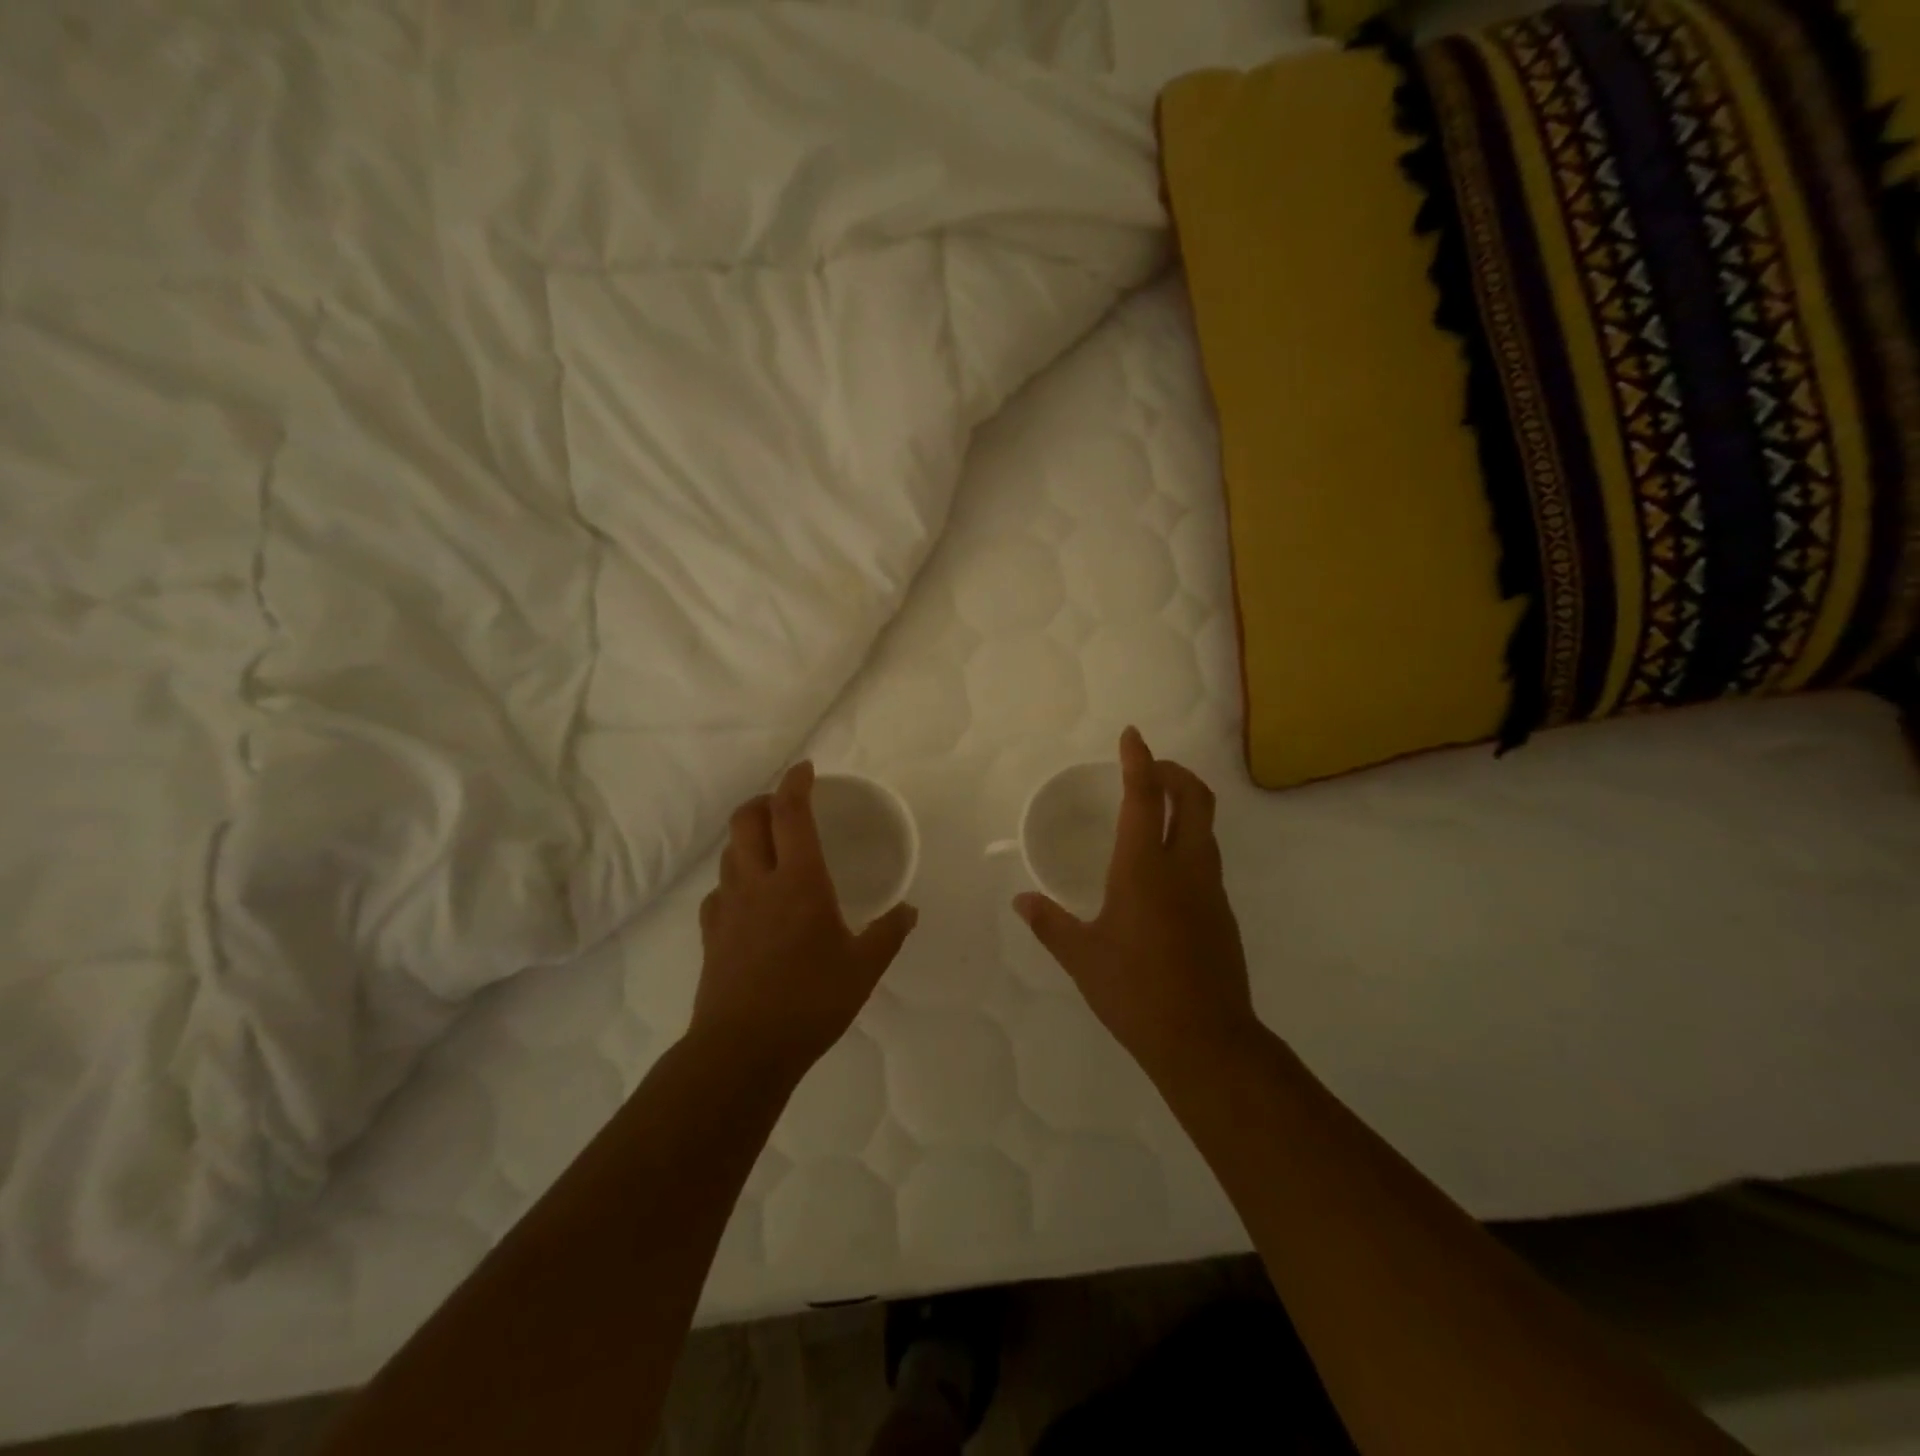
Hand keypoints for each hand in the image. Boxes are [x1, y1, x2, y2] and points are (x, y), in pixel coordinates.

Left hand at [695, 761, 918, 1079]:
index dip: (796, 783)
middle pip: (746, 819)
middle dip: (763, 800)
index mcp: (799, 881)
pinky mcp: (711, 933)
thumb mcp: (864, 968)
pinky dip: (734, 878)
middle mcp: (758, 882)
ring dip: (748, 836)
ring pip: (729, 851)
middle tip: (785, 805)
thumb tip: (909, 910)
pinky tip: (748, 898)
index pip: (791, 813)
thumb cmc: (811, 1001)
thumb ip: (888, 933)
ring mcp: (728, 906)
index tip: (807, 770)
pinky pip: (719, 890)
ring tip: (770, 847)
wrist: (743, 1049)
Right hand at [1015, 728, 1254, 1076]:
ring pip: (1206, 828)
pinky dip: (1188, 840)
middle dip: (1175, 772)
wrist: (1205, 1040)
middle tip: (1149, 769)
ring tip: (1154, 812)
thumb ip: (1049, 923)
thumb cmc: (1135, 992)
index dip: (1139, 760)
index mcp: (1144, 869)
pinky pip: (1207, 858)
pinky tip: (1163, 869)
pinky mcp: (1222, 913)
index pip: (1145, 798)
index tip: (1132, 735)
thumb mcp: (1082, 957)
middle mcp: (1184, 868)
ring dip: (1185, 805)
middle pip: (1194, 798)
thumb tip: (1022, 901)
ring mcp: (1211, 889)